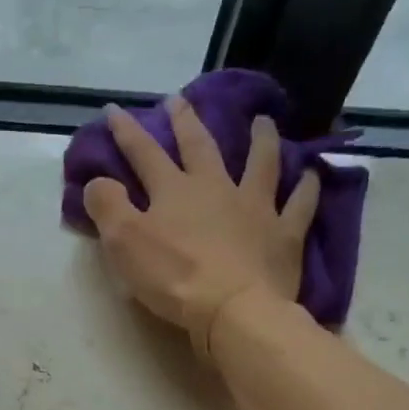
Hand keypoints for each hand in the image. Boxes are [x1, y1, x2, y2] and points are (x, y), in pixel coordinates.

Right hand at [84, 97, 318, 357]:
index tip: (114, 110)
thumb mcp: (124, 243)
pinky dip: (306, 187)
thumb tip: (97, 181)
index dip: (127, 132)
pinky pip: (299, 203)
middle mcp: (216, 188)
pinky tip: (311, 174)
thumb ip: (107, 207)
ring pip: (260, 162)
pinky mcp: (284, 234)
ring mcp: (255, 207)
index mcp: (174, 191)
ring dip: (260, 139)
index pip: (144, 153)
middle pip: (200, 146)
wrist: (233, 309)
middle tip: (179, 100)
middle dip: (186, 122)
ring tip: (262, 121)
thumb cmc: (174, 278)